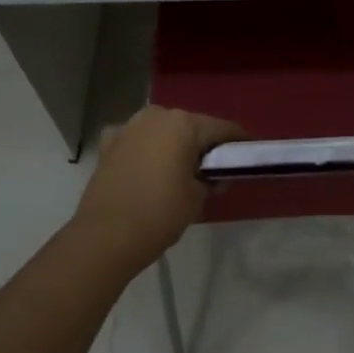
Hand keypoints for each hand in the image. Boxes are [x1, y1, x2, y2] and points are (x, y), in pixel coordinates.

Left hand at [70, 107, 243, 275]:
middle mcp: (157, 115)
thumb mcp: (196, 199)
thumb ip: (209, 180)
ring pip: (160, 130)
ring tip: (178, 168)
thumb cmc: (159, 214)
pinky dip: (144, 149)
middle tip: (212, 165)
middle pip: (189, 125)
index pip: (221, 128)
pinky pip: (135, 140)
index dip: (237, 140)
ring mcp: (129, 126)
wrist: (105, 237)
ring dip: (171, 144)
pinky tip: (146, 168)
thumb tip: (213, 175)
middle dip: (201, 142)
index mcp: (183, 124)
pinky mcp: (109, 142)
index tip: (248, 150)